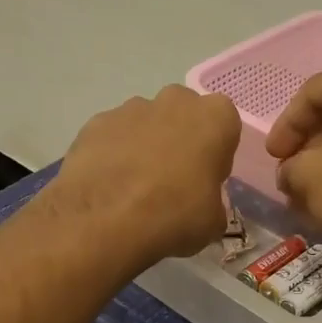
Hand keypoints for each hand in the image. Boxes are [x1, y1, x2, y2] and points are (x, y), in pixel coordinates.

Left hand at [45, 85, 241, 265]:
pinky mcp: (96, 122)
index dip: (216, 153)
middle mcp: (175, 101)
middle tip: (172, 180)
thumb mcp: (213, 221)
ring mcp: (131, 107)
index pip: (225, 126)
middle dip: (180, 139)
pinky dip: (113, 154)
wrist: (104, 220)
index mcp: (215, 118)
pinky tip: (108, 185)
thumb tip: (200, 204)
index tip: (205, 179)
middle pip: (184, 115)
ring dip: (145, 146)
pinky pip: (114, 136)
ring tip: (134, 188)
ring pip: (147, 123)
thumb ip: (212, 201)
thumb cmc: (174, 215)